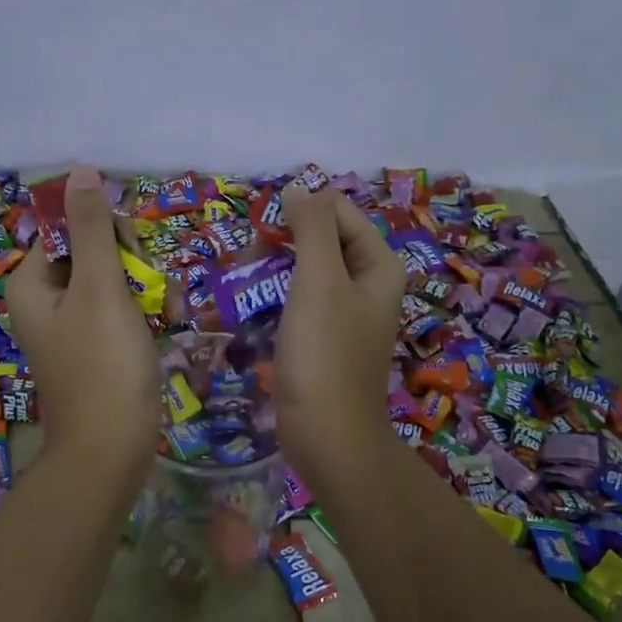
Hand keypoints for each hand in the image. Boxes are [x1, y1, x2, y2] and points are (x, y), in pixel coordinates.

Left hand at [6, 165, 159, 474]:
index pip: (70, 226)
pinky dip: (145, 313)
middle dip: (133, 265)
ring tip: (166, 315)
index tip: (134, 257)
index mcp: (31, 281)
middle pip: (95, 251)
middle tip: (152, 293)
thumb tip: (78, 171)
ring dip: (147, 289)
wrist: (111, 449)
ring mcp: (72, 324)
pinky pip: (122, 309)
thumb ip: (91, 229)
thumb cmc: (104, 366)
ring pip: (116, 279)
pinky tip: (167, 326)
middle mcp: (46, 298)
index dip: (108, 233)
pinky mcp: (97, 345)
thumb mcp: (100, 289)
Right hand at [274, 185, 405, 479]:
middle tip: (248, 264)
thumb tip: (299, 187)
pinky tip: (250, 313)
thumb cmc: (325, 353)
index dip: (299, 213)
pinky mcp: (323, 339)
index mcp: (378, 264)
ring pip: (304, 271)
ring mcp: (344, 314)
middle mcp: (367, 284)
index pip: (338, 212)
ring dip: (271, 272)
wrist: (327, 434)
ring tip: (243, 288)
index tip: (260, 233)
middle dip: (281, 243)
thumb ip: (312, 227)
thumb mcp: (320, 280)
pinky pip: (297, 303)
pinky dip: (274, 300)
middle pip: (321, 240)